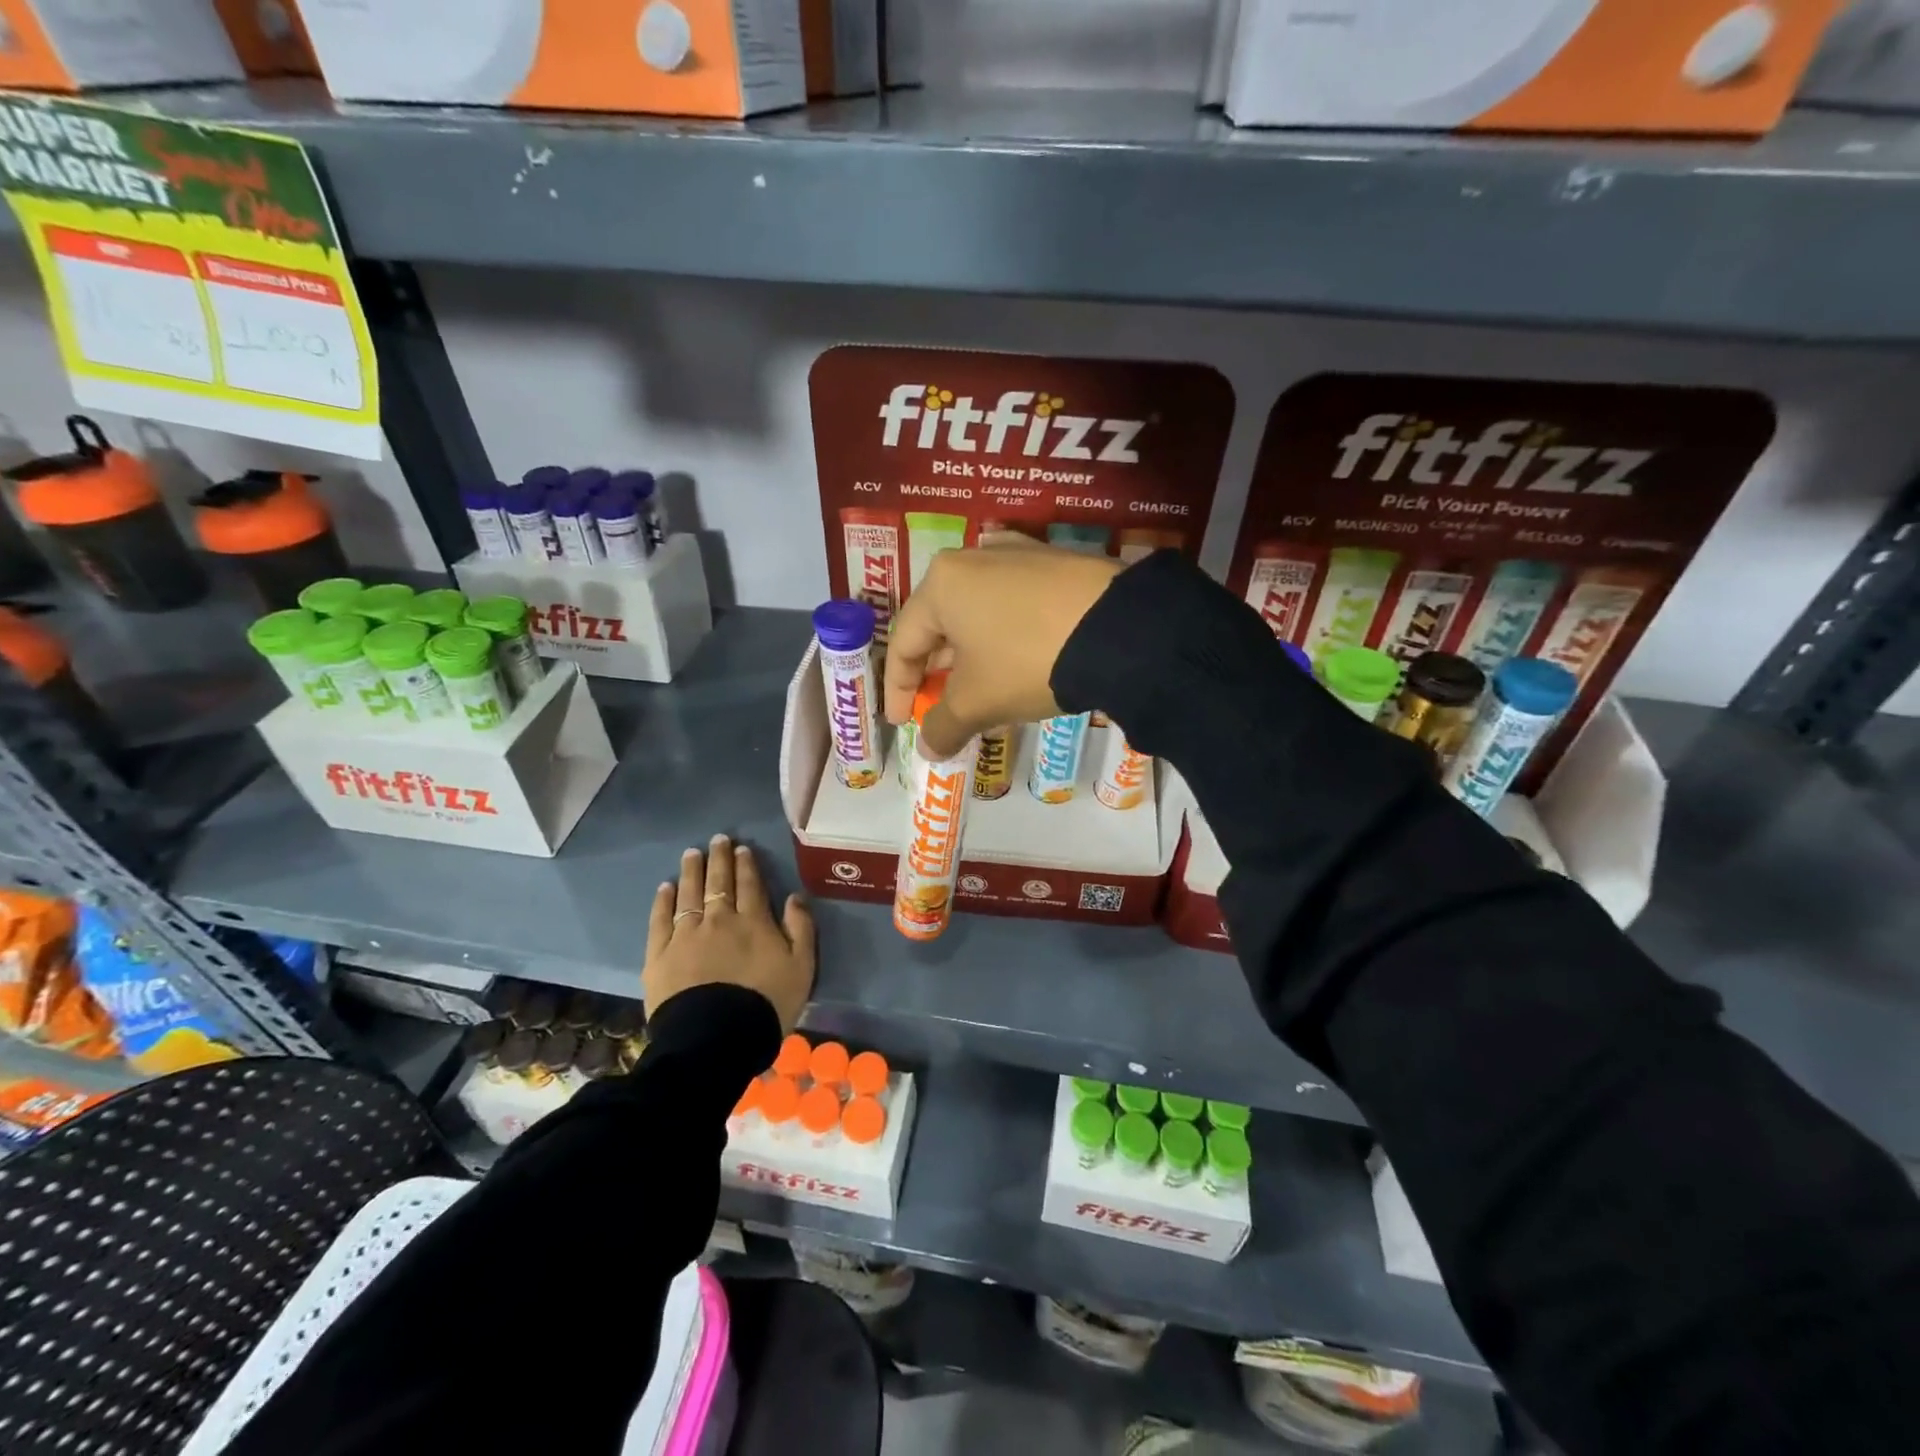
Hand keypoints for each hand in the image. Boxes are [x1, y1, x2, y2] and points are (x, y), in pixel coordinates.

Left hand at [645, 835, 815, 1032]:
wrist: (716, 1038)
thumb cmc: (766, 1004)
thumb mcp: (801, 967)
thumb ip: (801, 928)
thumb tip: (795, 896)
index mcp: (754, 922)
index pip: (750, 885)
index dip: (746, 865)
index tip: (742, 848)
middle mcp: (719, 920)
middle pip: (718, 882)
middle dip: (719, 859)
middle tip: (717, 839)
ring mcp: (686, 935)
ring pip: (689, 894)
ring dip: (691, 871)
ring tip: (691, 853)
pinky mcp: (659, 955)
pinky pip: (660, 920)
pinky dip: (663, 901)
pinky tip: (665, 887)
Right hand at [884, 541, 1122, 758]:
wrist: (1120, 630)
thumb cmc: (1028, 661)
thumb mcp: (977, 702)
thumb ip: (942, 727)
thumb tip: (926, 750)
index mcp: (941, 584)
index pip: (903, 643)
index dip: (898, 689)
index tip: (901, 722)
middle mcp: (974, 558)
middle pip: (940, 624)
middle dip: (938, 672)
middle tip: (941, 708)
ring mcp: (1019, 554)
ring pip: (979, 613)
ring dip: (972, 657)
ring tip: (981, 691)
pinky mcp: (1057, 562)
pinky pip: (1015, 604)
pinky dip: (1006, 636)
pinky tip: (1019, 660)